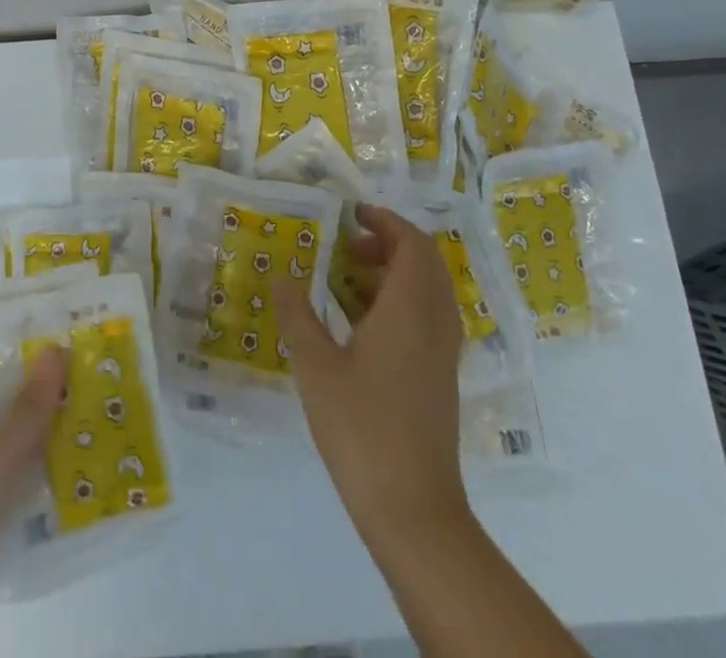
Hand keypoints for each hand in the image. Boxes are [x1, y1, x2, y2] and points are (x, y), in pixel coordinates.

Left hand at [0, 348, 65, 655]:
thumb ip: (26, 411)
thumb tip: (56, 350)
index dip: (12, 352)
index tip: (54, 333)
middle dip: (34, 391)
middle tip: (81, 365)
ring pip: (6, 444)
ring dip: (40, 430)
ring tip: (88, 402)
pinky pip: (11, 481)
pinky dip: (37, 469)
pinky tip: (75, 457)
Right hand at [274, 204, 468, 542]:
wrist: (413, 510)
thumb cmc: (362, 428)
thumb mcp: (316, 367)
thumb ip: (297, 315)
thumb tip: (282, 276)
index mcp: (410, 308)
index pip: (411, 243)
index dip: (385, 220)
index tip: (352, 214)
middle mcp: (436, 321)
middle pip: (425, 261)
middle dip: (389, 243)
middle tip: (348, 245)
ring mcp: (443, 352)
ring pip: (428, 290)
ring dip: (395, 272)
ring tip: (350, 279)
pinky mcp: (441, 377)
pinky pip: (428, 316)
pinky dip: (401, 301)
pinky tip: (363, 325)